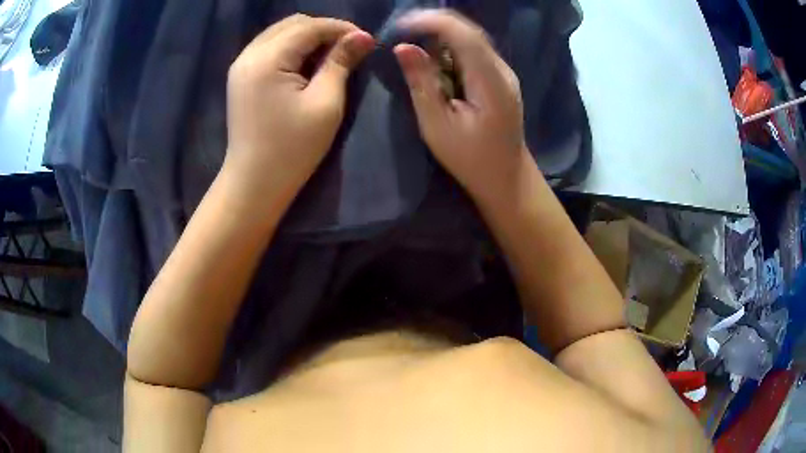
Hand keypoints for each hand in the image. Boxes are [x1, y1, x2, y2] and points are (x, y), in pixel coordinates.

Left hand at [224, 14, 374, 198]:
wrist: (254, 183)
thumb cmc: (292, 149)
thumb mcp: (325, 104)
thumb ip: (341, 63)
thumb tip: (362, 36)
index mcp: (267, 59)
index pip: (309, 27)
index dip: (341, 28)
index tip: (367, 40)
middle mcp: (249, 54)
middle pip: (292, 23)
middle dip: (324, 29)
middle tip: (349, 47)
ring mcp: (241, 65)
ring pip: (279, 32)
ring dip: (308, 36)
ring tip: (331, 54)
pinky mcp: (240, 76)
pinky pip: (269, 47)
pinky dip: (291, 47)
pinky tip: (306, 62)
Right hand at [394, 10, 529, 204]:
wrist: (506, 177)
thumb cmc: (470, 159)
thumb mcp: (437, 126)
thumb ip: (421, 84)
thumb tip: (403, 48)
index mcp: (491, 83)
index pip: (465, 36)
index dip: (432, 22)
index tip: (400, 26)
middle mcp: (502, 71)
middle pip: (469, 32)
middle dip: (433, 26)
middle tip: (402, 34)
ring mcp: (504, 72)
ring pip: (471, 39)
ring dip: (440, 37)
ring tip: (413, 46)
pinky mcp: (499, 77)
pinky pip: (473, 51)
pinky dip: (450, 48)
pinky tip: (434, 60)